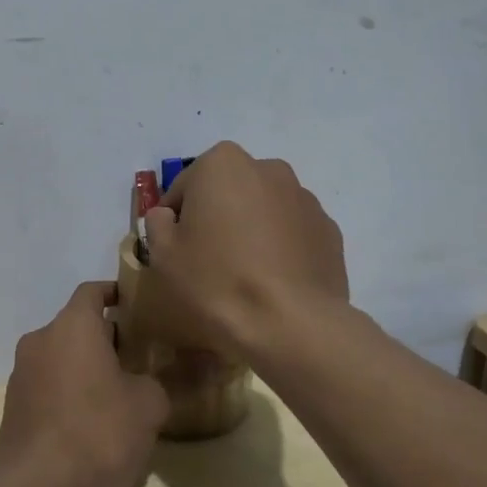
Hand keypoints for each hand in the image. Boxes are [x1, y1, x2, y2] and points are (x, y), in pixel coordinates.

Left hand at [0, 281, 170, 486]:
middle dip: (107, 337)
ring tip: (118, 391)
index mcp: (72, 326)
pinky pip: (48, 385)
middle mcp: (41, 340)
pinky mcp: (13, 407)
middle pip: (77, 325)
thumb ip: (165, 379)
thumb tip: (181, 369)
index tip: (139, 306)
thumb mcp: (149, 404)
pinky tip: (91, 421)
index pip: (92, 291)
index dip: (116, 294)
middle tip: (139, 356)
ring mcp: (21, 374)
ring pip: (61, 356)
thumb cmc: (99, 431)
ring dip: (86, 366)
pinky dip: (69, 391)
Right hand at [142, 143, 347, 358]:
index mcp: (223, 164)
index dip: (174, 220)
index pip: (184, 187)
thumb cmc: (216, 281)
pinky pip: (292, 233)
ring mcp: (305, 198)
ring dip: (251, 230)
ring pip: (263, 210)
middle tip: (208, 261)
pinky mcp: (329, 230)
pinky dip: (281, 248)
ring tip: (244, 275)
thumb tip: (168, 216)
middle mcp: (268, 169)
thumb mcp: (163, 254)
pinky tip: (273, 283)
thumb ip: (158, 224)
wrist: (289, 323)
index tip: (175, 251)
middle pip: (229, 192)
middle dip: (218, 217)